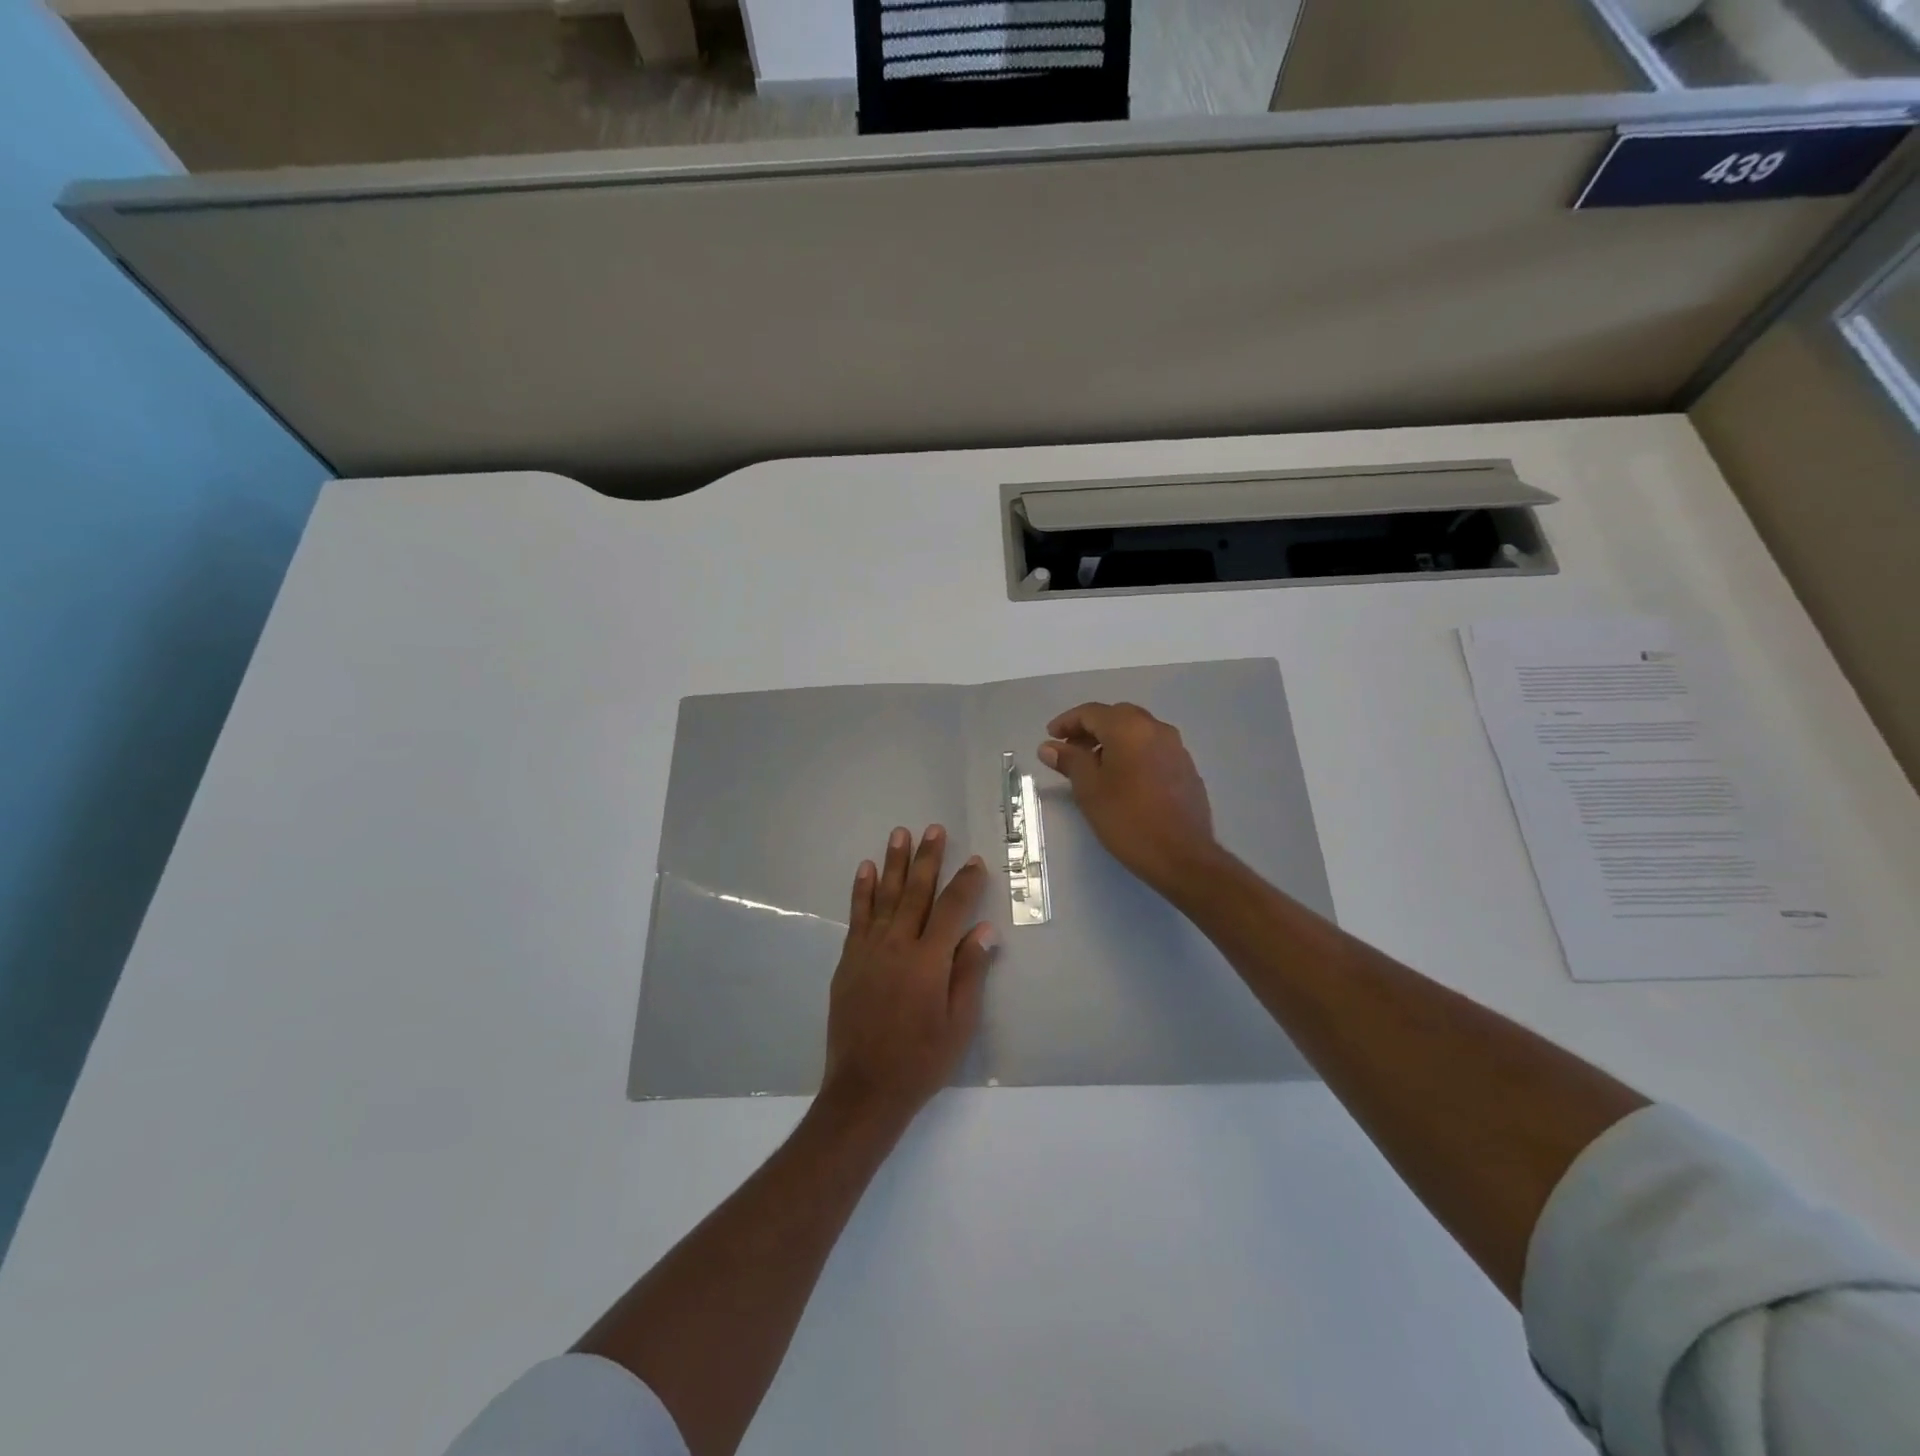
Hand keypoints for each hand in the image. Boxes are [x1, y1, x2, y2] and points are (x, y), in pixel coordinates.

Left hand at [820, 826, 995, 1128]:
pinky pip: (856, 916)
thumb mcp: (960, 1024)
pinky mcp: (849, 960)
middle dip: (927, 858)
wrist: (865, 1089)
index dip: (965, 883)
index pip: (952, 909)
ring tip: (899, 833)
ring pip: (884, 896)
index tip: (974, 861)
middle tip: (933, 829)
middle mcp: (898, 945)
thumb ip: (970, 973)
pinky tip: (865, 869)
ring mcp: (869, 950)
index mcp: (929, 961)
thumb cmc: (921, 1060)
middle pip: (916, 892)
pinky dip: (861, 891)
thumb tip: (983, 930)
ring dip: (893, 863)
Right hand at [1039, 702, 1221, 896]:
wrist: (1181, 856)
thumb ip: (1069, 761)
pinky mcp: (1186, 768)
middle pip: (1116, 717)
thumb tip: (1049, 746)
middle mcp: (1156, 729)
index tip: (1051, 737)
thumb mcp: (1089, 789)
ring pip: (1137, 731)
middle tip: (1070, 750)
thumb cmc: (1127, 819)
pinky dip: (1132, 753)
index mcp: (1129, 728)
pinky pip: (1153, 748)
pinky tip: (1123, 779)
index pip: (1091, 712)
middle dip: (1090, 729)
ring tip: (1094, 766)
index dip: (1067, 722)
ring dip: (1112, 740)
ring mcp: (1176, 748)